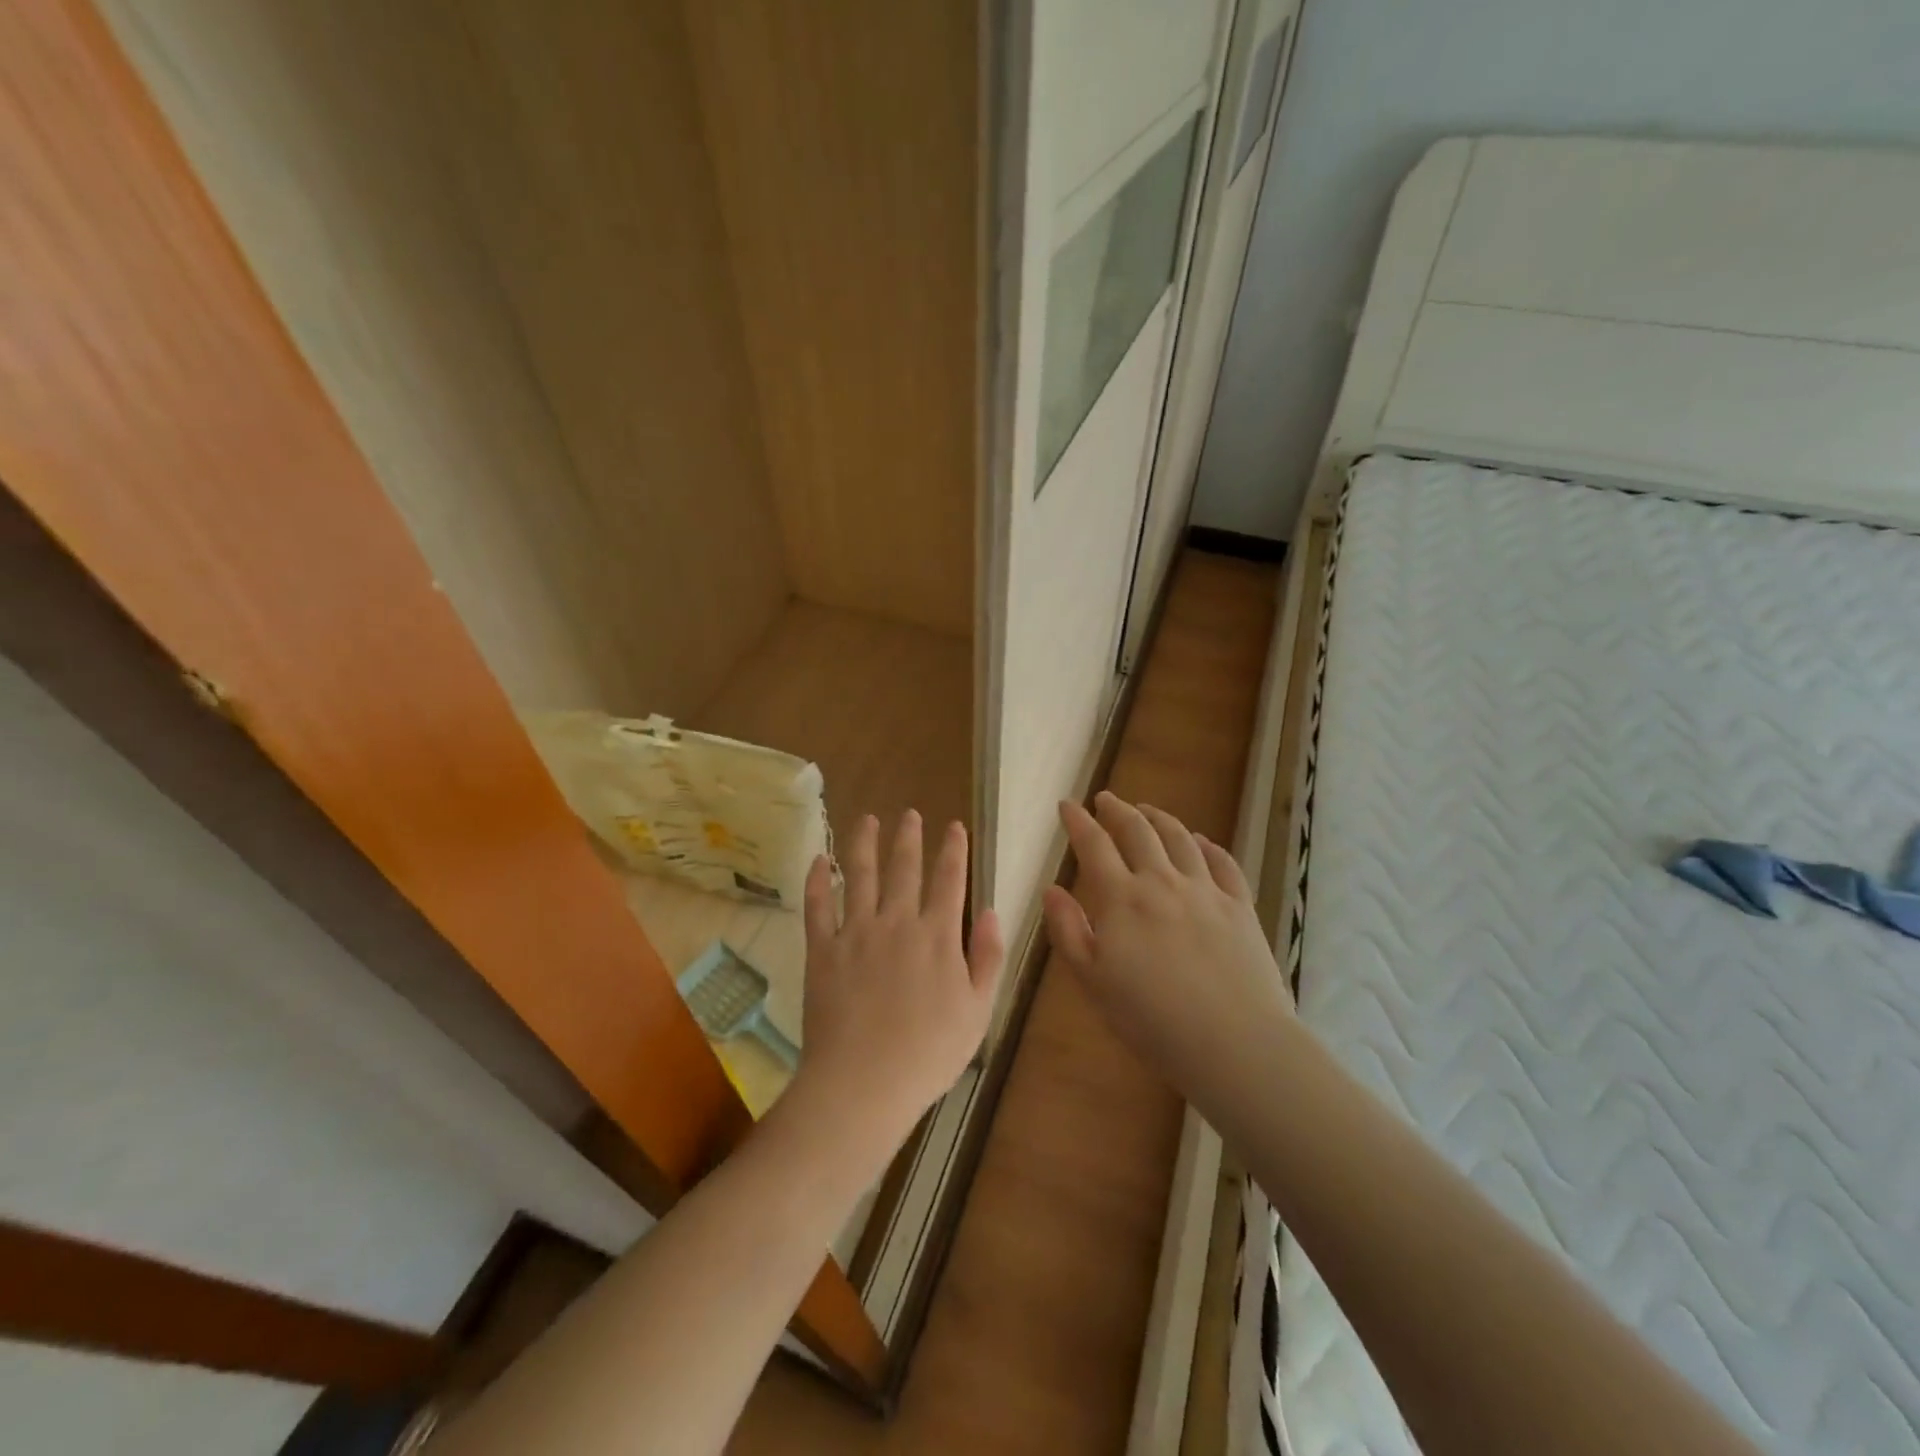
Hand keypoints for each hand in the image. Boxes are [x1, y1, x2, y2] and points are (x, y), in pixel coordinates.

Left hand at [790, 812, 1003, 1171]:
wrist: (863, 1083)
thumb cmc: (928, 1054)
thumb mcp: (977, 1011)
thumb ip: (988, 958)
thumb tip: (993, 912)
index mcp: (938, 937)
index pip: (949, 881)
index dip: (953, 851)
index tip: (954, 827)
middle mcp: (897, 923)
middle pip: (904, 869)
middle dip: (909, 838)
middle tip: (910, 813)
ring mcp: (856, 933)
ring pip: (861, 876)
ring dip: (865, 844)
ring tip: (868, 819)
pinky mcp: (822, 950)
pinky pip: (817, 907)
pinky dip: (817, 881)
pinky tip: (819, 860)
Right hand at [1043, 792, 1290, 1117]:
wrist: (1233, 1043)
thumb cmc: (1150, 1019)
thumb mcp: (1092, 981)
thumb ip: (1068, 930)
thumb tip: (1051, 888)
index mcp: (1122, 898)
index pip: (1094, 845)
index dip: (1078, 821)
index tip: (1067, 804)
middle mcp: (1162, 882)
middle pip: (1138, 832)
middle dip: (1117, 810)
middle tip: (1105, 799)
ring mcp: (1205, 891)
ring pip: (1180, 839)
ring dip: (1159, 818)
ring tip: (1148, 810)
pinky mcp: (1240, 907)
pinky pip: (1223, 863)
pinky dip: (1208, 845)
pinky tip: (1201, 841)